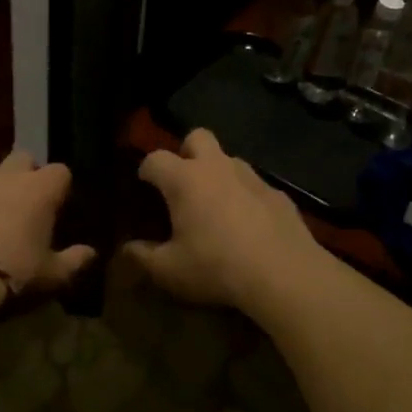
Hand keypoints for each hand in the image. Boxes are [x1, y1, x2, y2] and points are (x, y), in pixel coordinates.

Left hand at [0, 150, 96, 320]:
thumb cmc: (13, 274)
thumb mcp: (53, 276)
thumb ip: (75, 261)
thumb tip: (91, 253)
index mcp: (40, 189)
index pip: (61, 172)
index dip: (60, 187)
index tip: (58, 207)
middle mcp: (7, 176)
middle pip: (23, 158)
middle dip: (26, 174)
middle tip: (26, 204)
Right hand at [124, 129, 325, 314]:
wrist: (284, 274)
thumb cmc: (216, 267)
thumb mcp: (170, 270)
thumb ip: (143, 257)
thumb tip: (127, 249)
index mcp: (185, 180)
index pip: (155, 159)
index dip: (146, 170)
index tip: (144, 186)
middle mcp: (217, 167)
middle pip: (197, 137)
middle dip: (186, 152)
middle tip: (182, 183)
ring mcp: (252, 177)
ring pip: (229, 160)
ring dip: (218, 174)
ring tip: (215, 207)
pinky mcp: (278, 193)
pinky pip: (254, 185)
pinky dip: (245, 196)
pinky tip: (248, 225)